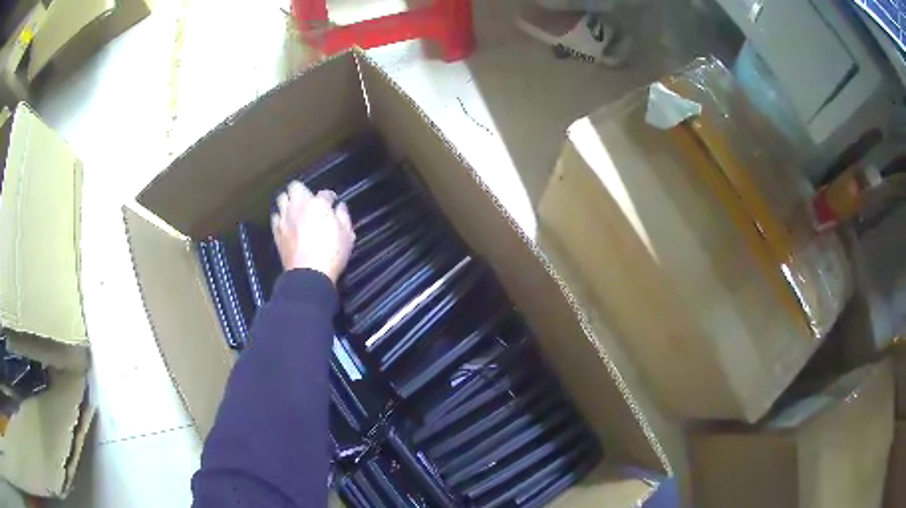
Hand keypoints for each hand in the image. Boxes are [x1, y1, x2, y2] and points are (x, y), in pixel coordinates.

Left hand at [271, 180, 354, 283]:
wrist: (309, 273)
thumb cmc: (332, 253)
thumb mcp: (347, 235)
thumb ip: (343, 216)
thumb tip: (340, 207)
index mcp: (318, 204)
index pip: (325, 193)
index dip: (330, 197)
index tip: (333, 203)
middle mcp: (298, 206)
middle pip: (295, 187)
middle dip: (303, 191)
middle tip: (310, 201)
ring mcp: (285, 218)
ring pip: (281, 198)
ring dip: (289, 201)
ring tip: (295, 209)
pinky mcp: (276, 231)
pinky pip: (275, 216)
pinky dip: (280, 217)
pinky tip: (286, 223)